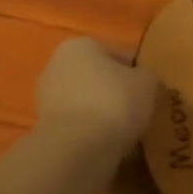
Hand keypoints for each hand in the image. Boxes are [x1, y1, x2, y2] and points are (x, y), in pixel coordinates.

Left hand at [34, 38, 158, 152]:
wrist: (77, 148)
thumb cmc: (114, 102)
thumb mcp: (147, 82)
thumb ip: (146, 76)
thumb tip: (142, 81)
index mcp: (80, 45)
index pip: (118, 55)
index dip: (137, 73)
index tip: (149, 93)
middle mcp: (56, 64)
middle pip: (97, 77)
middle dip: (115, 92)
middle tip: (138, 111)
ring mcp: (46, 97)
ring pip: (86, 102)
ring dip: (102, 113)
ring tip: (125, 132)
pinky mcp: (44, 127)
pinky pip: (77, 125)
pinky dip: (90, 132)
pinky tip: (107, 144)